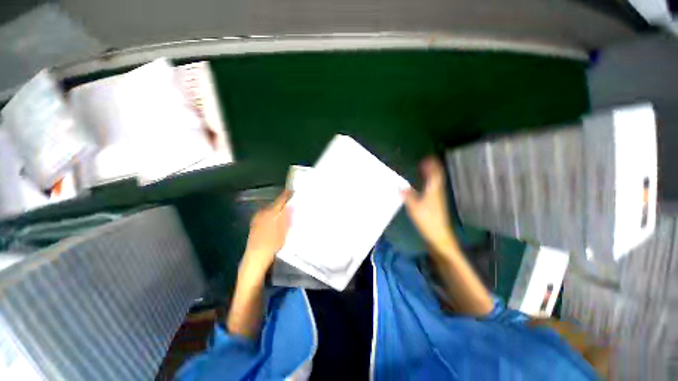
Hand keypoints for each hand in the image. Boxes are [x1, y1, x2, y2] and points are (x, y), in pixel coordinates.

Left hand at [241, 190, 291, 278]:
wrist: (256, 258)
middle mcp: (262, 213)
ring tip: (285, 210)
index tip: (293, 191)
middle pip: (275, 204)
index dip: (287, 195)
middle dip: (283, 202)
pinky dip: (272, 214)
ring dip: (277, 208)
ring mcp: (257, 219)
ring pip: (270, 209)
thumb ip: (287, 217)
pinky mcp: (255, 224)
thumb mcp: (283, 231)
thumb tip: (291, 205)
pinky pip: (266, 215)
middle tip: (292, 201)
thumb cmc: (272, 244)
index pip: (280, 200)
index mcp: (270, 213)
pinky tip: (276, 219)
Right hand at [402, 157, 457, 253]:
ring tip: (424, 170)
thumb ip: (407, 196)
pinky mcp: (436, 204)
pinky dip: (429, 183)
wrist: (438, 235)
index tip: (427, 158)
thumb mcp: (414, 208)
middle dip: (432, 168)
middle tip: (424, 162)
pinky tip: (423, 186)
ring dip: (431, 175)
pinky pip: (433, 188)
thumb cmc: (427, 220)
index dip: (432, 166)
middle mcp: (438, 192)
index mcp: (434, 191)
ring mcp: (438, 198)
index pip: (435, 174)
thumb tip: (400, 186)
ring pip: (436, 182)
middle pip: (437, 177)